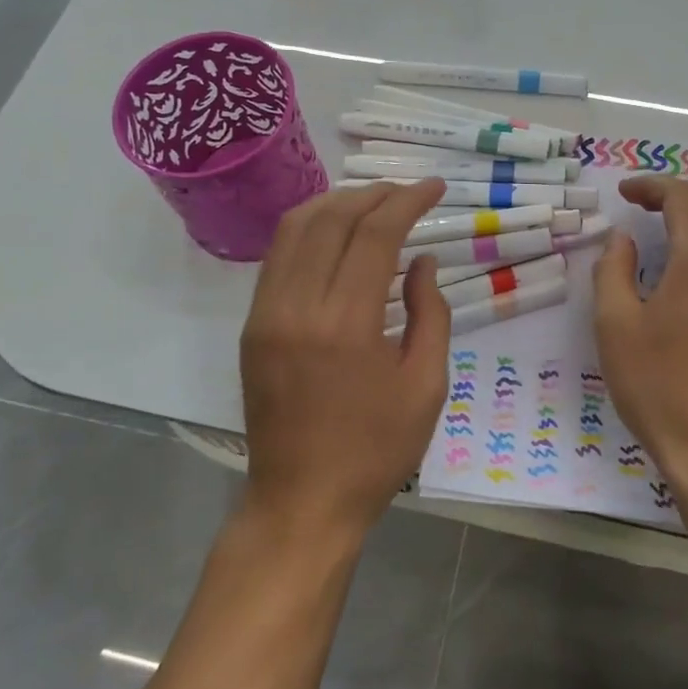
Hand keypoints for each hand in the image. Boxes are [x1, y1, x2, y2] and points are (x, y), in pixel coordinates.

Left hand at [239, 179, 451, 536]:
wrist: (302, 502)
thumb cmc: (376, 451)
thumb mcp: (426, 385)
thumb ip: (431, 314)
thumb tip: (422, 262)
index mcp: (347, 324)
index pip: (374, 234)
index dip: (407, 201)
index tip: (434, 187)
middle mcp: (298, 306)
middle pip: (332, 219)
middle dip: (373, 194)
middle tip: (407, 191)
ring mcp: (267, 313)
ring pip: (295, 229)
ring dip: (336, 203)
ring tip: (373, 202)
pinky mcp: (253, 325)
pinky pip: (279, 257)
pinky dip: (310, 230)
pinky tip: (336, 234)